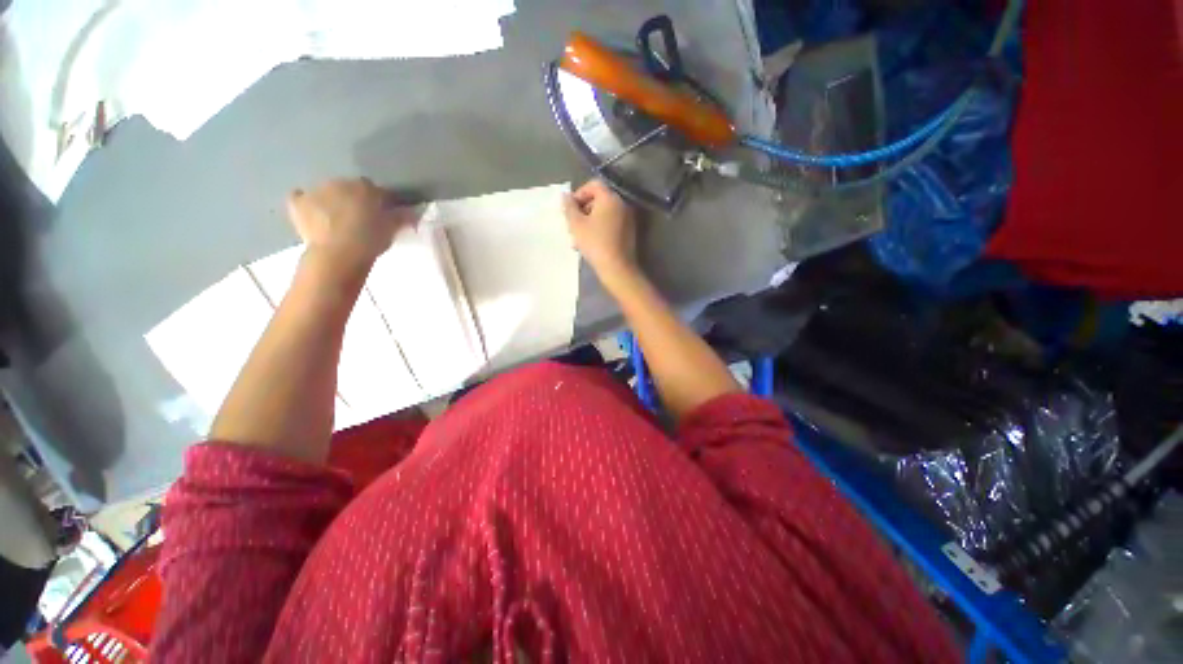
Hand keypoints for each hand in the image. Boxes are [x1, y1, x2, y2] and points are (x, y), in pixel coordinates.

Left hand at [287, 178, 415, 274]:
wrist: (339, 254)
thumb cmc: (370, 240)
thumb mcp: (392, 229)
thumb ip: (402, 218)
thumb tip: (413, 213)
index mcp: (365, 187)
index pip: (376, 190)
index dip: (379, 202)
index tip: (383, 215)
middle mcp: (340, 182)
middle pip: (349, 188)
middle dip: (354, 199)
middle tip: (360, 219)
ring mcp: (316, 191)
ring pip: (326, 192)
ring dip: (332, 201)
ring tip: (337, 220)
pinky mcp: (298, 203)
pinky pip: (300, 197)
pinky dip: (305, 203)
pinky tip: (311, 213)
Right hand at [562, 180, 637, 282]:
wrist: (617, 267)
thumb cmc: (595, 243)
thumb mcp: (576, 225)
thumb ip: (569, 207)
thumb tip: (565, 196)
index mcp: (610, 198)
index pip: (593, 185)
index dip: (579, 194)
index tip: (570, 210)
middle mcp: (621, 204)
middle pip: (599, 199)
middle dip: (583, 210)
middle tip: (573, 226)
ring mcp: (627, 218)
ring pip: (604, 213)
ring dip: (590, 221)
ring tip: (579, 238)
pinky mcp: (629, 232)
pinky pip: (611, 223)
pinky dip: (600, 228)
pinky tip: (591, 243)